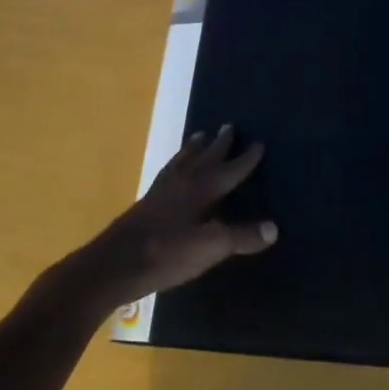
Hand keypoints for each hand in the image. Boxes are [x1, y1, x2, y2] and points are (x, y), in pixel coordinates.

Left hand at [71, 126, 276, 308]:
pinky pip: (167, 172)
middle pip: (205, 157)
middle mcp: (182, 182)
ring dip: (194, 148)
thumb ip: (241, 237)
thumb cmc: (166, 253)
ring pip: (182, 161)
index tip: (258, 142)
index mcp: (201, 189)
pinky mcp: (146, 203)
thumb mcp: (210, 247)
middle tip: (229, 125)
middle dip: (219, 143)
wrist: (115, 264)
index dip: (245, 159)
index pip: (230, 170)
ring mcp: (161, 191)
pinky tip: (173, 171)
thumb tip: (274, 227)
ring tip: (200, 136)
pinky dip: (175, 164)